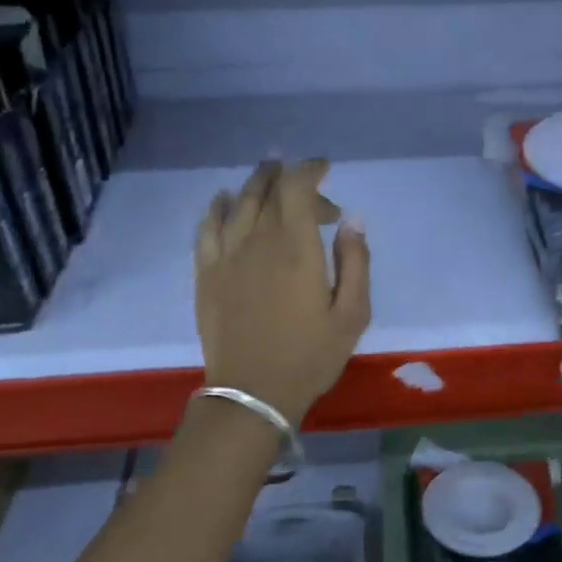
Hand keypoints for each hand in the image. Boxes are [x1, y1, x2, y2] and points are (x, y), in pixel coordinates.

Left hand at [195, 159, 370, 425]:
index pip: (297, 188)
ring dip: (255, 184)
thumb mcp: (352, 315)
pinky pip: (207, 227)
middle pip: (268, 190)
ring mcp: (226, 256)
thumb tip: (352, 220)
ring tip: (268, 174)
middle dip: (288, 177)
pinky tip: (225, 202)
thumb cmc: (311, 356)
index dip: (310, 170)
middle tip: (306, 183)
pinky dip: (218, 207)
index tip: (325, 169)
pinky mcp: (206, 273)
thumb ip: (355, 262)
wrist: (253, 392)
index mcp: (297, 249)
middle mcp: (258, 241)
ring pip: (238, 202)